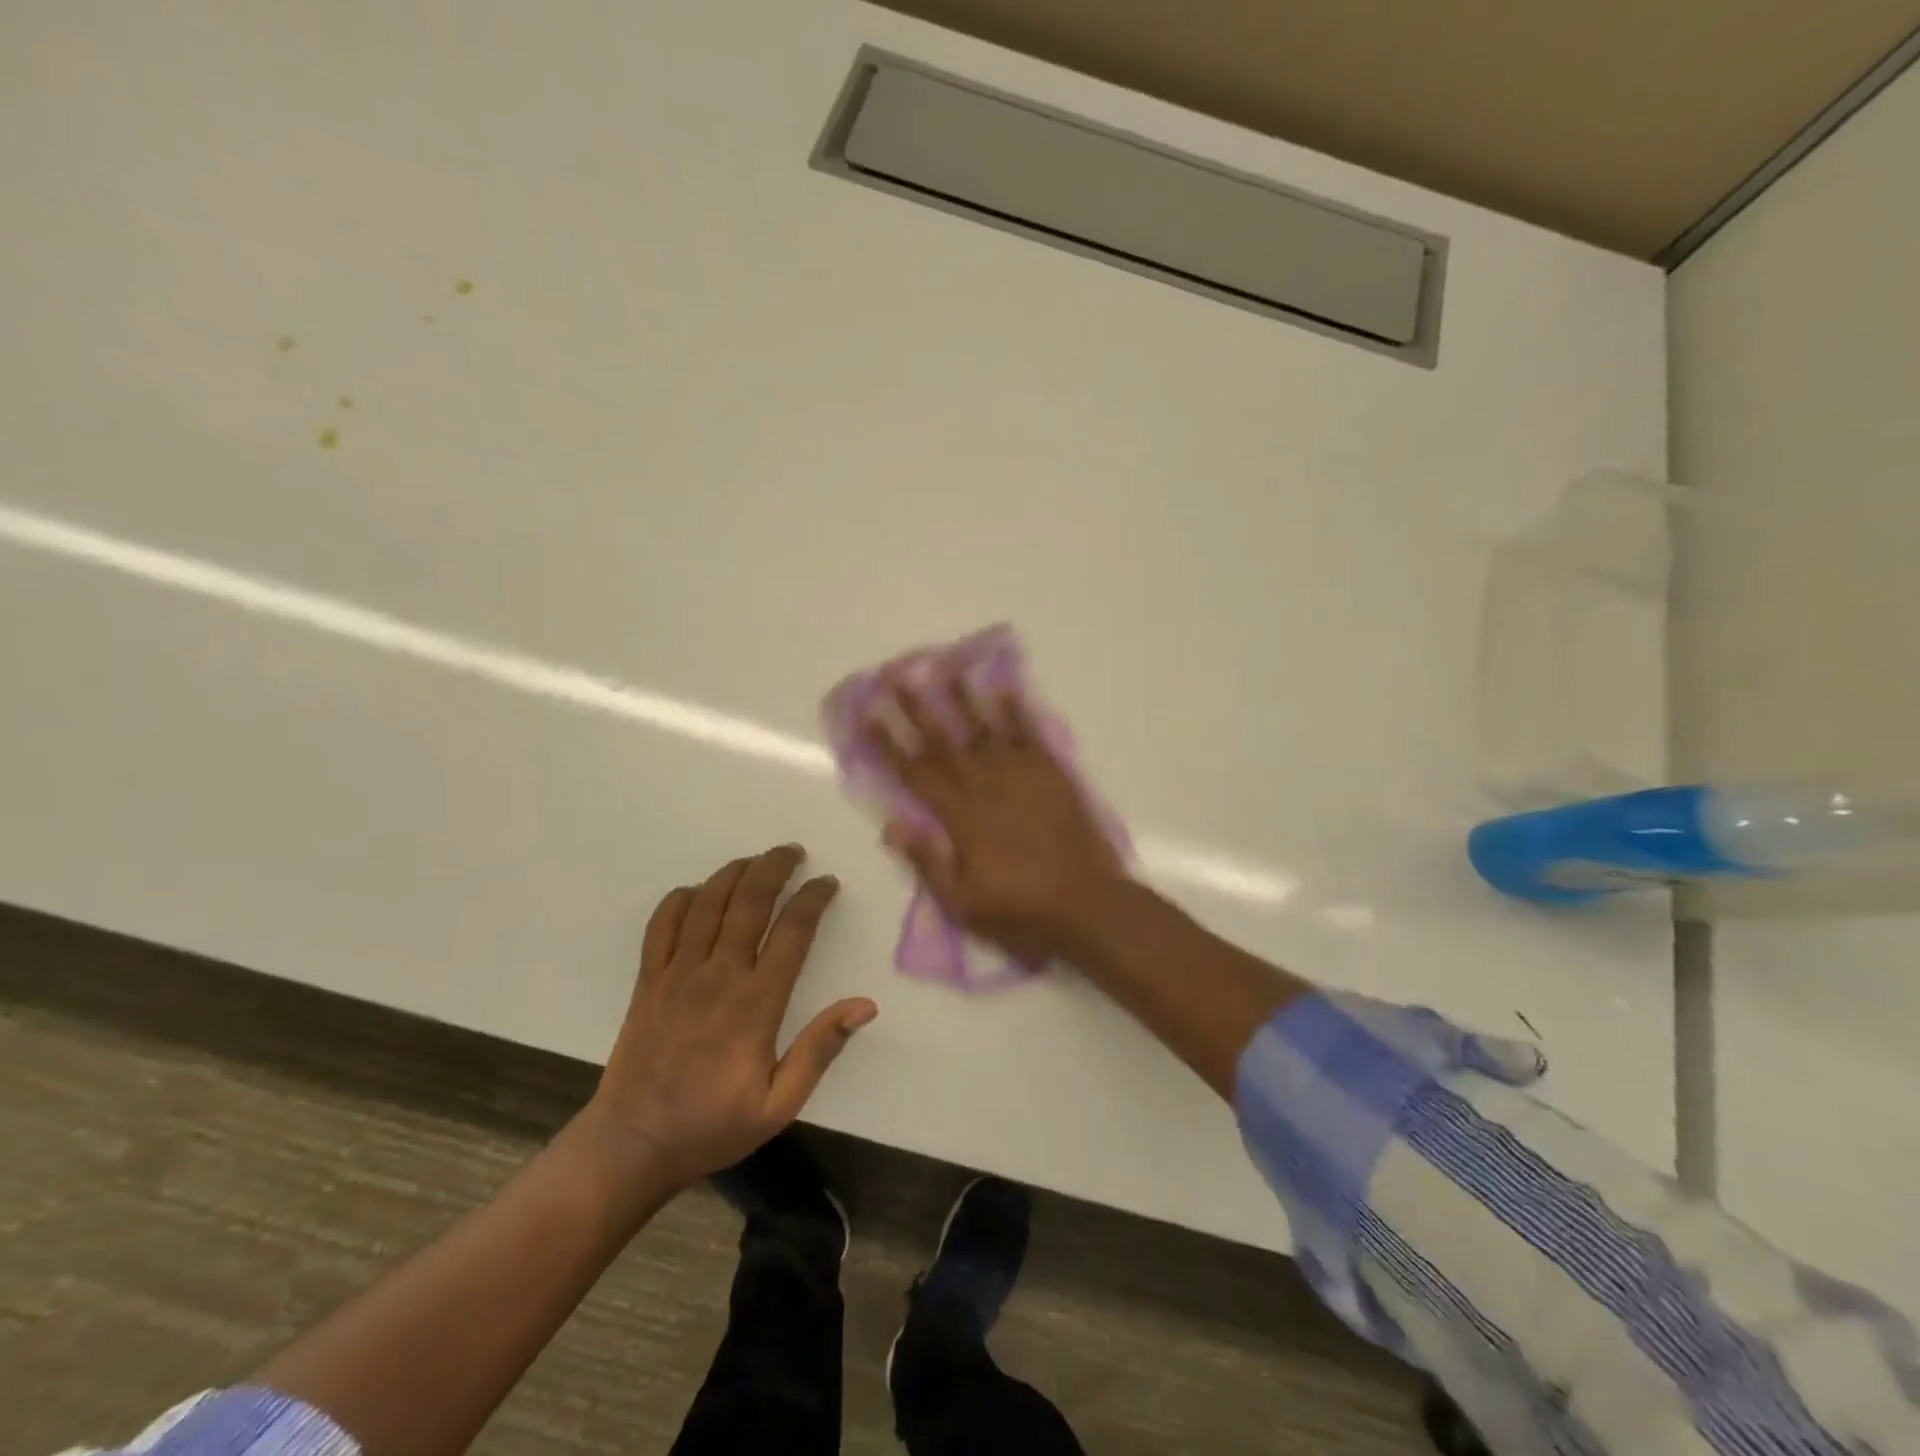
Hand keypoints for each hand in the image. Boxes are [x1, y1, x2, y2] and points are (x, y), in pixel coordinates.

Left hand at [587, 845, 876, 1192]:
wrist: (633, 1145)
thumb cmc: (713, 1125)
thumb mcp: (779, 1104)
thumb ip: (819, 1050)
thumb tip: (865, 1005)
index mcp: (755, 1003)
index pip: (792, 931)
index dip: (813, 898)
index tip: (827, 883)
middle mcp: (717, 976)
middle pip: (749, 901)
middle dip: (775, 867)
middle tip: (794, 851)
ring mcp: (676, 974)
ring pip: (708, 903)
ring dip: (734, 872)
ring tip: (756, 860)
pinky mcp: (647, 980)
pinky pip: (662, 924)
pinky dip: (681, 899)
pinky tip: (699, 892)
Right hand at [866, 677, 1128, 964]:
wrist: (1088, 906)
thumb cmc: (1021, 911)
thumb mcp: (963, 904)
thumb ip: (928, 862)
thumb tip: (891, 826)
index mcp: (961, 819)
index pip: (916, 774)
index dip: (889, 745)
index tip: (868, 716)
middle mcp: (987, 787)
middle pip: (946, 742)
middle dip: (918, 708)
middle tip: (898, 675)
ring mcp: (1022, 777)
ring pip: (986, 729)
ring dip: (964, 698)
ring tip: (946, 667)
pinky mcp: (1053, 775)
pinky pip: (1031, 735)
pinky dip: (1017, 710)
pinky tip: (1004, 688)